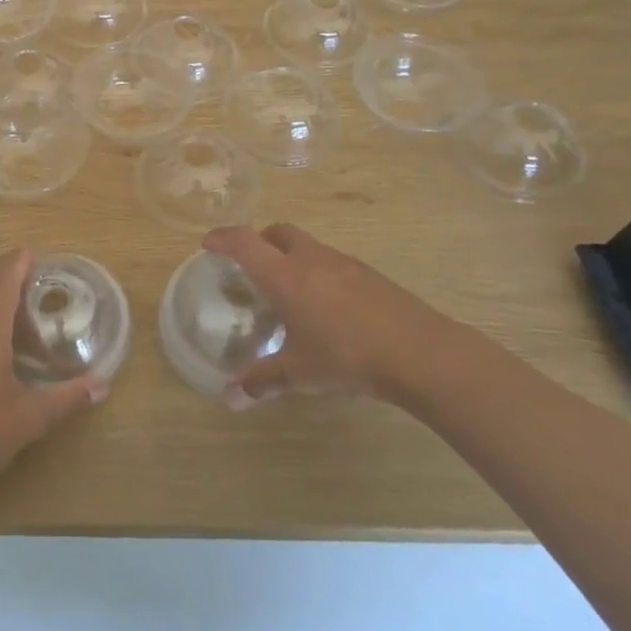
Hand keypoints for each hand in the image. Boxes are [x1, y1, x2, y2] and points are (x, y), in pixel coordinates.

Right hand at [202, 224, 459, 407]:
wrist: (421, 353)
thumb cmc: (348, 357)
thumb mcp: (300, 373)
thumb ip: (263, 381)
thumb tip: (230, 399)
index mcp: (285, 276)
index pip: (245, 242)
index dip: (223, 238)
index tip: (208, 243)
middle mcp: (311, 259)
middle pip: (277, 232)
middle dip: (259, 241)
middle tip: (251, 264)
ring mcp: (344, 263)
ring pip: (308, 245)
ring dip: (291, 256)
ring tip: (289, 289)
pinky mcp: (370, 274)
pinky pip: (332, 262)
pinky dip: (318, 271)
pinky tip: (327, 305)